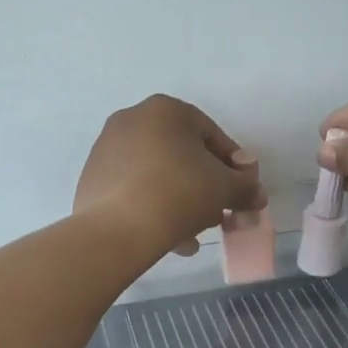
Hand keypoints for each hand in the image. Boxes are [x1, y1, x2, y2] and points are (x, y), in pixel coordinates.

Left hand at [76, 95, 265, 257]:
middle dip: (203, 186)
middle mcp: (131, 119)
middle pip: (181, 155)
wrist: (117, 228)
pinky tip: (167, 238)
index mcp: (165, 109)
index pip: (212, 135)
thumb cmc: (179, 193)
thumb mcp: (225, 188)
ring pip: (156, 175)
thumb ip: (246, 187)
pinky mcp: (91, 178)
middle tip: (218, 214)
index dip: (233, 166)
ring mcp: (106, 148)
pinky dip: (152, 207)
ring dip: (180, 201)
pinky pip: (132, 190)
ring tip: (193, 235)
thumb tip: (256, 195)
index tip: (241, 192)